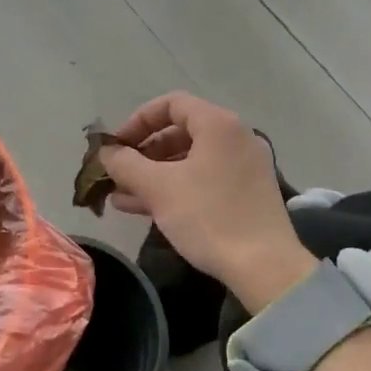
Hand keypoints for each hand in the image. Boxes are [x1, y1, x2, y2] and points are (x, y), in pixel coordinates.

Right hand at [99, 93, 315, 311]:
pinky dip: (176, 187)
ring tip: (121, 196)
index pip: (171, 104)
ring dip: (154, 174)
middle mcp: (235, 137)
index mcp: (218, 125)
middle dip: (143, 152)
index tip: (116, 146)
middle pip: (180, 132)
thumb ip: (126, 164)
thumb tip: (106, 152)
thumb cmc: (209, 217)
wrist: (264, 267)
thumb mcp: (159, 188)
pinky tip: (145, 209)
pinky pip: (204, 179)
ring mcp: (244, 166)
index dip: (138, 121)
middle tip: (118, 174)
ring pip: (190, 159)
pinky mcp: (247, 193)